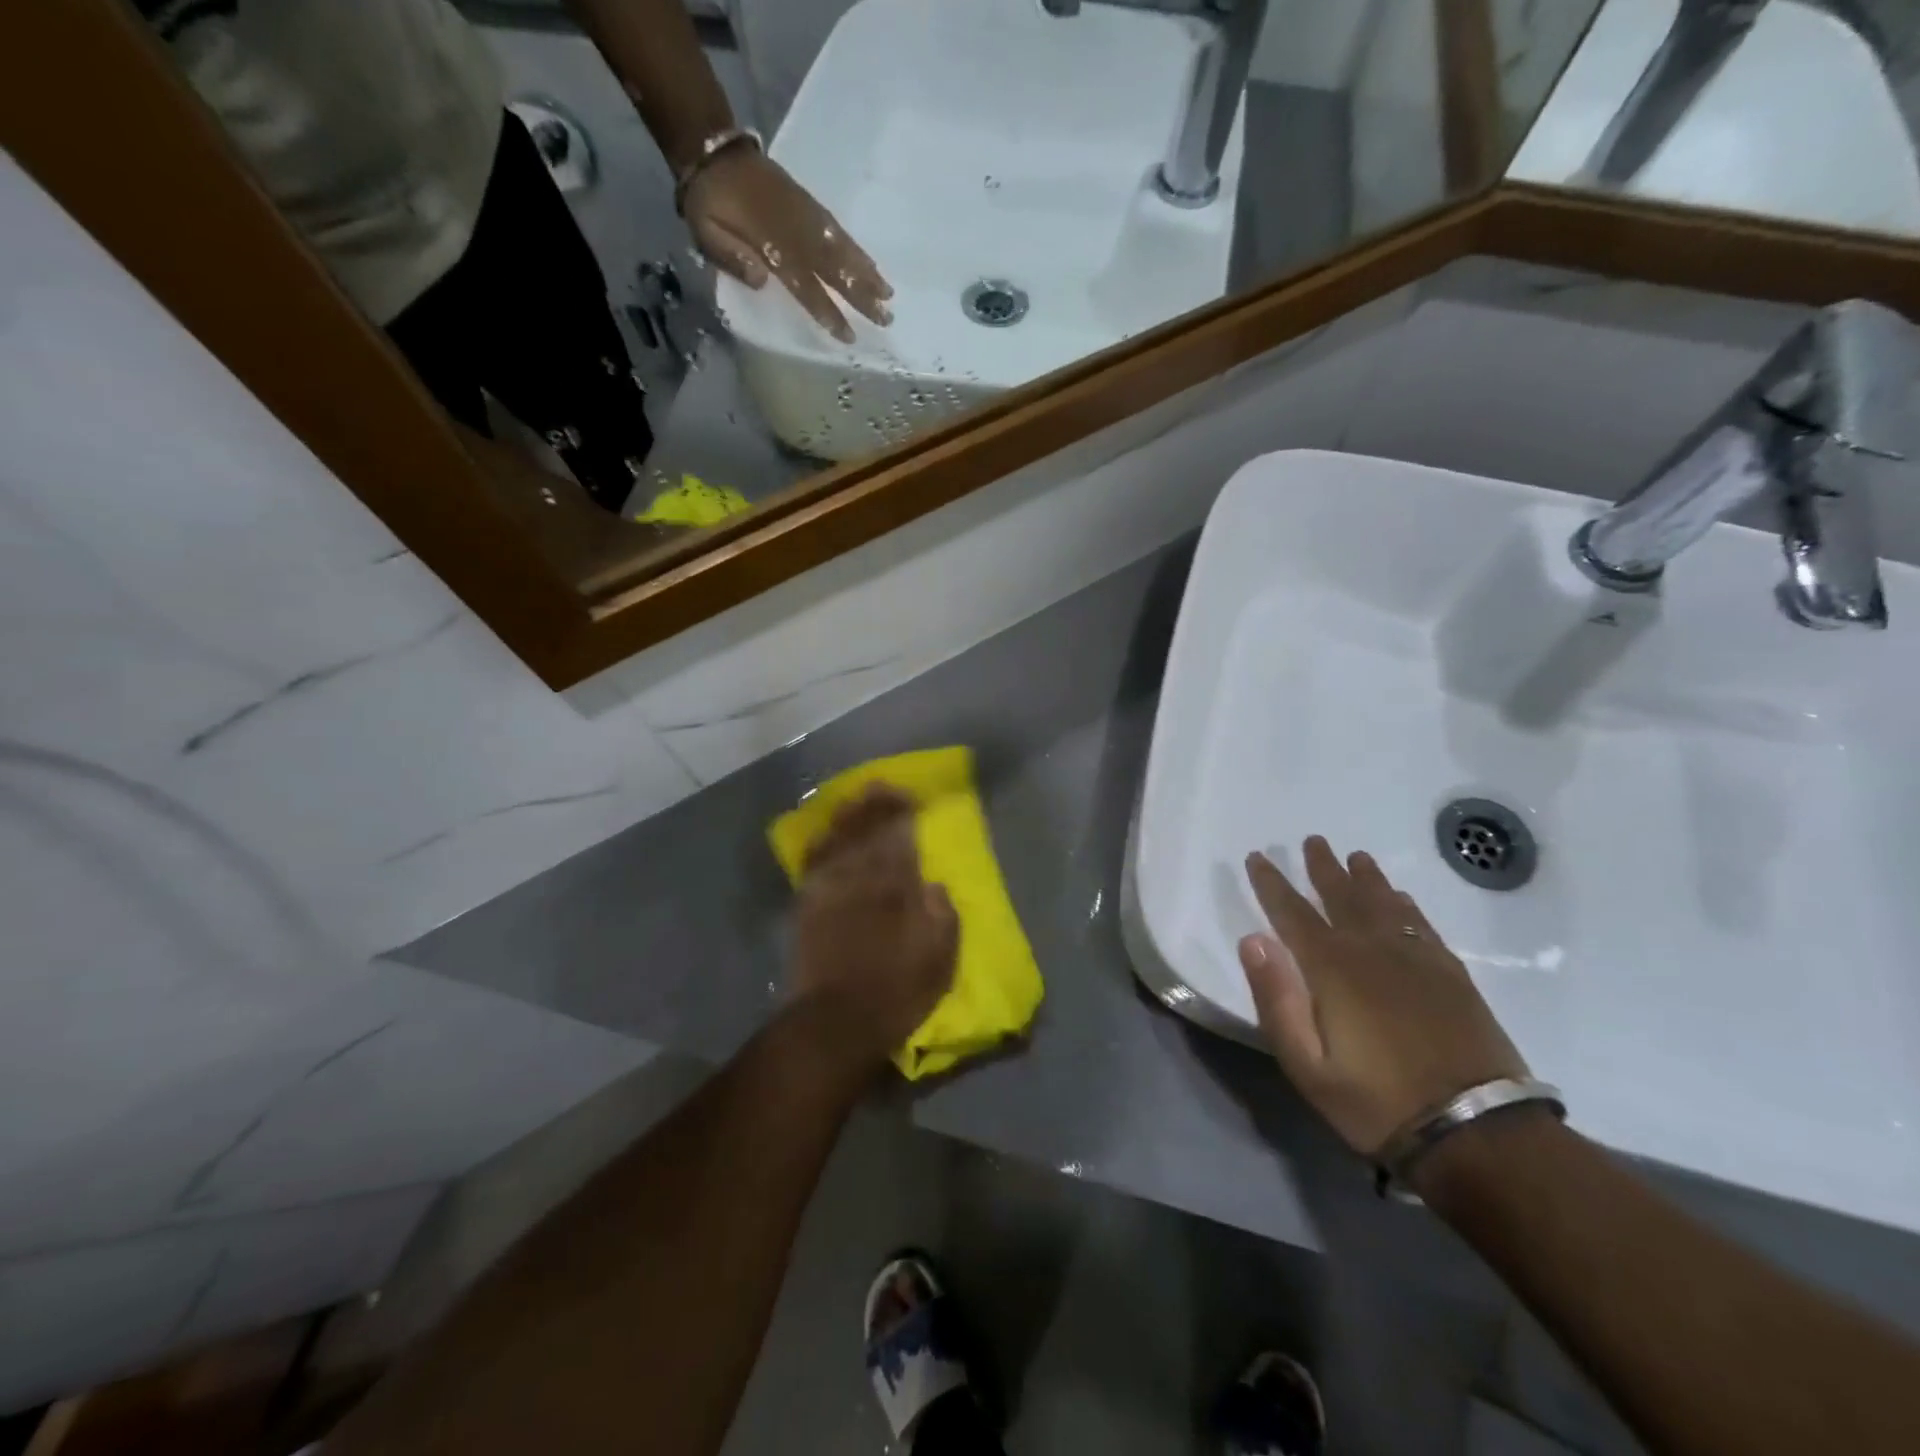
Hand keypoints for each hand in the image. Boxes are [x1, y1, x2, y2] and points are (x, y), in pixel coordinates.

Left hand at [684, 147, 892, 343]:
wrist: (714, 151)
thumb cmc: (709, 202)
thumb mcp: (705, 231)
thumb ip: (731, 257)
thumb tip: (763, 280)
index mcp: (771, 244)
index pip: (805, 285)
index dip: (826, 310)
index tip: (848, 334)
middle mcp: (796, 232)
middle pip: (833, 269)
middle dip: (860, 295)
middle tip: (885, 318)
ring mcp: (806, 216)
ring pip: (842, 250)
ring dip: (867, 274)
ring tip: (889, 295)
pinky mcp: (810, 206)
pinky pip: (839, 232)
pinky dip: (858, 251)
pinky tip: (873, 267)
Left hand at [789, 785, 958, 1073]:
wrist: (834, 1022)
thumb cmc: (895, 993)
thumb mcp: (938, 962)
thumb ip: (941, 918)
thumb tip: (935, 885)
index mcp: (896, 891)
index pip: (900, 840)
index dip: (903, 815)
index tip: (910, 797)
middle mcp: (861, 880)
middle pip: (868, 833)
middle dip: (876, 807)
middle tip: (881, 786)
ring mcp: (830, 890)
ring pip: (839, 841)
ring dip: (849, 816)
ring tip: (856, 797)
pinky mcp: (807, 905)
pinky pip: (814, 863)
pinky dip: (820, 843)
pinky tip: (825, 833)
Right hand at [1239, 837, 1526, 1157]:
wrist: (1478, 1133)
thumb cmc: (1377, 1102)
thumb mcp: (1307, 1065)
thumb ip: (1276, 1000)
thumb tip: (1253, 939)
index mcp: (1332, 969)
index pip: (1292, 913)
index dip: (1271, 883)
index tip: (1257, 857)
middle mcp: (1373, 951)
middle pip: (1342, 897)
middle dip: (1322, 867)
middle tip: (1312, 840)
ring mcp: (1417, 960)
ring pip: (1384, 904)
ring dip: (1366, 877)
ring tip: (1356, 856)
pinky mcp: (1452, 976)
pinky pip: (1422, 925)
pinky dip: (1406, 906)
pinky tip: (1400, 899)